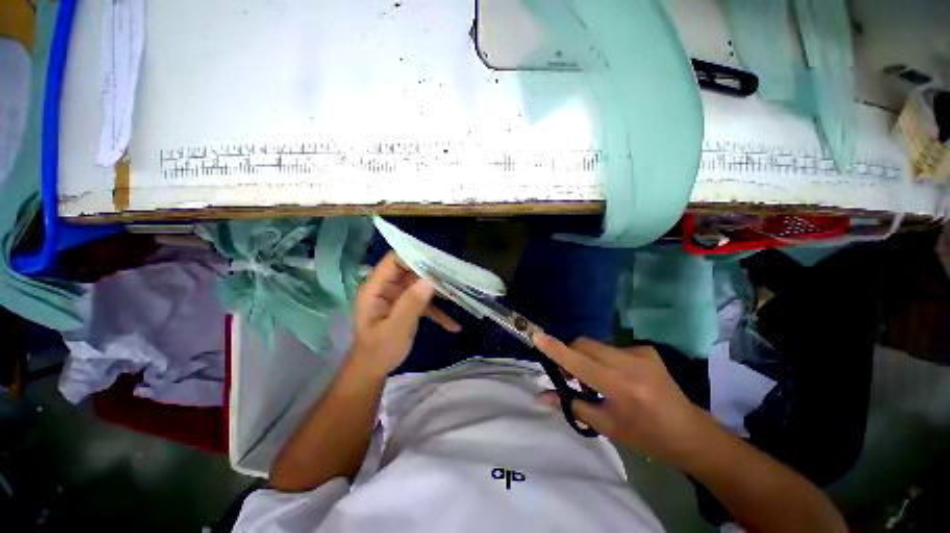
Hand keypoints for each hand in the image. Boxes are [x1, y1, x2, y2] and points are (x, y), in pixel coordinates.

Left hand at [349, 252, 459, 376]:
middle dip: (432, 273)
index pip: (394, 261)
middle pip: (410, 271)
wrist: (372, 371)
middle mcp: (387, 288)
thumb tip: (429, 279)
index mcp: (376, 288)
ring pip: (420, 285)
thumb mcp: (395, 329)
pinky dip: (438, 311)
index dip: (414, 256)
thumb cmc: (378, 351)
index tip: (437, 261)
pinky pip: (424, 302)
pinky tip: (454, 325)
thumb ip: (411, 303)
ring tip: (459, 294)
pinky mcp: (407, 306)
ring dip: (438, 290)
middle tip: (455, 275)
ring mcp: (398, 297)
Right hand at [534, 334, 717, 465]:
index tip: (537, 336)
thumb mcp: (605, 426)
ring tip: (598, 380)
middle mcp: (630, 364)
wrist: (688, 431)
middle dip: (570, 354)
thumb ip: (570, 405)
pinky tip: (618, 376)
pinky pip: (611, 347)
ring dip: (587, 358)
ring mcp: (640, 353)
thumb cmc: (644, 435)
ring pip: (596, 345)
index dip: (556, 349)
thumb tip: (539, 396)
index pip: (579, 363)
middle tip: (572, 376)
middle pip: (584, 344)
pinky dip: (604, 359)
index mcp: (620, 388)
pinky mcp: (646, 348)